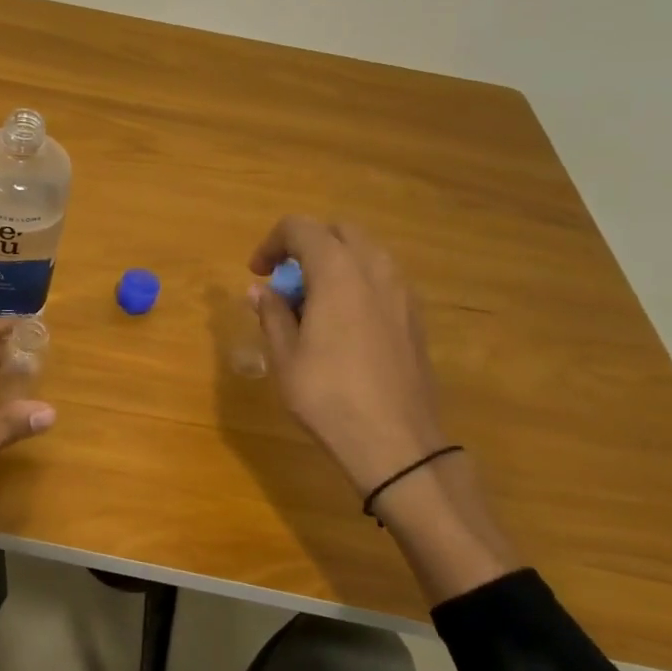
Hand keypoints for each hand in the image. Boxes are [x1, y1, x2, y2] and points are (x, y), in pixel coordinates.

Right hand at [248, 217, 448, 492]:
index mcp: (337, 272)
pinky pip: (382, 279)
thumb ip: (272, 314)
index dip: (272, 243)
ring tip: (312, 302)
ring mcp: (402, 293)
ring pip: (366, 253)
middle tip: (285, 280)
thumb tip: (260, 291)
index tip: (257, 273)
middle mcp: (374, 270)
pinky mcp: (414, 317)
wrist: (395, 442)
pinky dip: (357, 283)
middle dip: (307, 245)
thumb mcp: (285, 356)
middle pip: (339, 231)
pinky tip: (342, 324)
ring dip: (335, 263)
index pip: (301, 228)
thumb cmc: (328, 395)